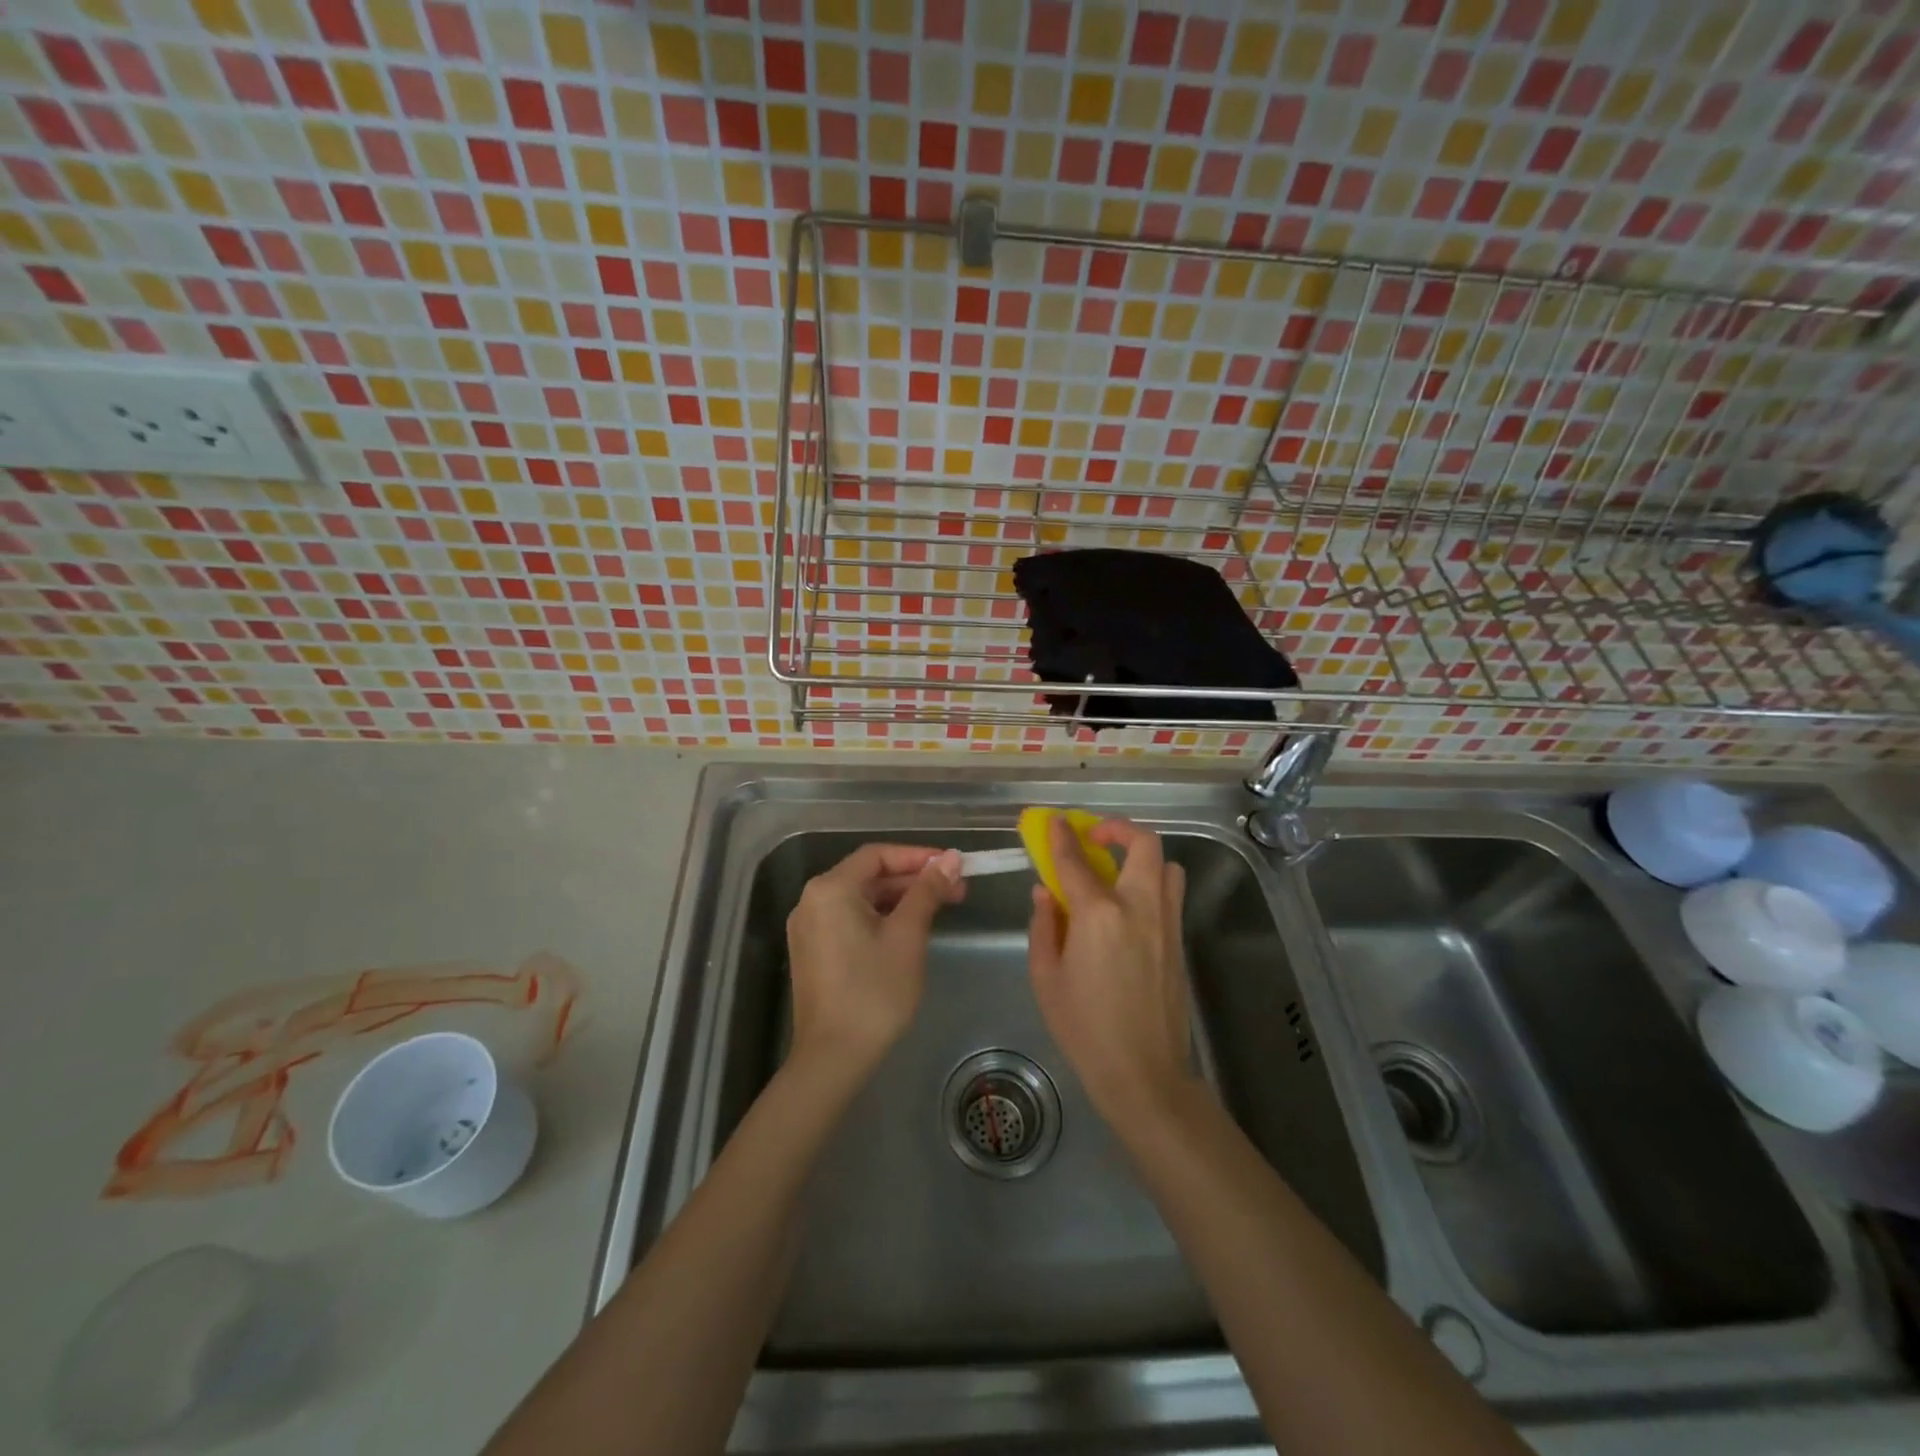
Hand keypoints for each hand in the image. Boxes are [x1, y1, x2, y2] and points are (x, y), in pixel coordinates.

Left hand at [786, 844, 963, 1077]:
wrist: (833, 1058)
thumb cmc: (874, 991)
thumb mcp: (908, 935)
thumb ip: (928, 891)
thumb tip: (951, 858)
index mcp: (831, 888)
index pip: (878, 855)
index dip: (918, 856)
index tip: (952, 865)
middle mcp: (812, 900)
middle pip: (869, 876)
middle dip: (914, 880)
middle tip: (956, 890)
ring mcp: (809, 927)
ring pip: (861, 899)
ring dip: (900, 900)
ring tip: (940, 909)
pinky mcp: (813, 951)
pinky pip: (850, 919)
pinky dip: (881, 918)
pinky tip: (910, 929)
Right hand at [1027, 816, 1195, 1121]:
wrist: (1144, 1073)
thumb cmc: (1084, 1027)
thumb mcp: (1046, 977)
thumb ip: (1044, 926)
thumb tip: (1045, 893)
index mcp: (1099, 914)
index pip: (1075, 860)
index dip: (1061, 837)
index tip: (1054, 822)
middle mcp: (1139, 907)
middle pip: (1143, 844)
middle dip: (1117, 829)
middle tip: (1095, 838)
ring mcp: (1166, 922)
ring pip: (1166, 865)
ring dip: (1141, 856)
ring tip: (1117, 871)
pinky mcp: (1179, 940)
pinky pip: (1170, 894)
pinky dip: (1151, 883)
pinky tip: (1127, 908)